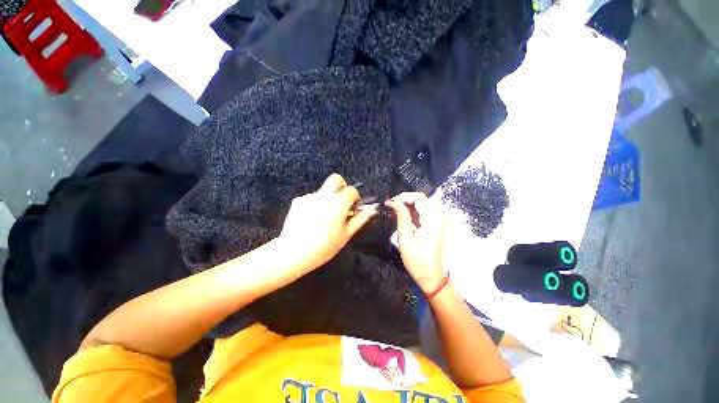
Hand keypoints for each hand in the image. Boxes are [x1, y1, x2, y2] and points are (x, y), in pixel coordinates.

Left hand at [278, 174, 375, 271]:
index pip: (351, 190)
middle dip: (341, 186)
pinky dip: (315, 204)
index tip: (353, 208)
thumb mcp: (345, 235)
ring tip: (324, 218)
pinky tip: (312, 219)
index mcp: (338, 203)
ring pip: (323, 190)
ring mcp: (309, 197)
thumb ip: (359, 219)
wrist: (293, 253)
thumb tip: (371, 210)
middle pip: (335, 179)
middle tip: (341, 202)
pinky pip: (311, 198)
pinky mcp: (298, 202)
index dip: (355, 198)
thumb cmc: (323, 246)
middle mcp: (323, 195)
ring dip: (327, 198)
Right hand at [386, 193, 446, 293]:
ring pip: (424, 202)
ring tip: (396, 209)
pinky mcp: (436, 224)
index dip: (404, 197)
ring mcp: (439, 221)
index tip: (390, 202)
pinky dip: (414, 209)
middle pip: (423, 198)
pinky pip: (425, 210)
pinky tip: (404, 214)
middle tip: (392, 205)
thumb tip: (394, 203)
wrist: (432, 276)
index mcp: (433, 221)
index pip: (419, 198)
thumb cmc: (418, 261)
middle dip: (406, 198)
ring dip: (409, 203)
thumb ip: (402, 218)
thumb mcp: (406, 240)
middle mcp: (439, 218)